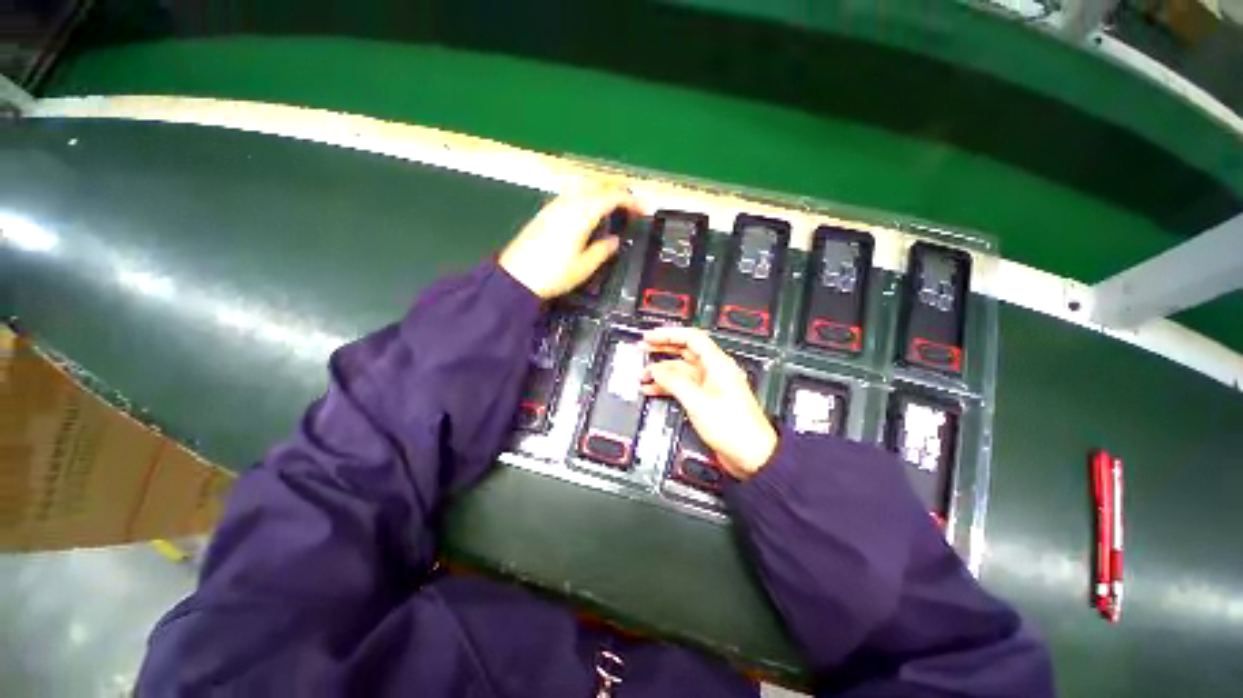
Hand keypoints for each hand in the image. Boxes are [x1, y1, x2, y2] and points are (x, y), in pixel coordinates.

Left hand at [499, 185, 640, 299]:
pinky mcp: (545, 212)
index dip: (631, 201)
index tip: (643, 209)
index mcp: (581, 214)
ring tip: (613, 207)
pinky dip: (587, 196)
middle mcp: (568, 203)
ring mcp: (554, 205)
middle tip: (631, 206)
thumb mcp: (584, 267)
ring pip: (583, 186)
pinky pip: (572, 195)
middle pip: (597, 185)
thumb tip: (614, 241)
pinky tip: (589, 211)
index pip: (611, 197)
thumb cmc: (553, 274)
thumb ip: (602, 250)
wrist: (517, 277)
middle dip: (618, 191)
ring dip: (602, 191)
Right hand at [640, 327, 777, 479]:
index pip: (691, 338)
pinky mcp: (705, 399)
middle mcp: (713, 371)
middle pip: (684, 351)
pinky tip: (652, 389)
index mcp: (717, 364)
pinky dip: (666, 386)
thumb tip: (656, 370)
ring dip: (661, 371)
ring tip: (642, 374)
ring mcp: (708, 385)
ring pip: (680, 370)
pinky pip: (682, 386)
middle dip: (662, 348)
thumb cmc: (734, 428)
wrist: (751, 455)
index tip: (651, 337)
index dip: (669, 334)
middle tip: (643, 348)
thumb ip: (674, 382)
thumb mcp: (698, 401)